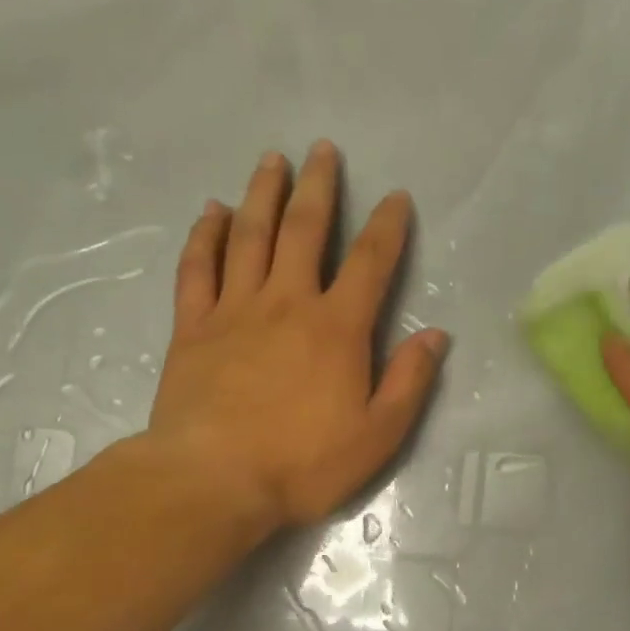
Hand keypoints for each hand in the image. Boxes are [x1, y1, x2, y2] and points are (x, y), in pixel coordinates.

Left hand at [146, 141, 448, 532]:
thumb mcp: (377, 435)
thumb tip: (436, 335)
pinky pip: (198, 268)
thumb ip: (409, 382)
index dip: (387, 226)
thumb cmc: (302, 463)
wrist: (212, 481)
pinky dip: (205, 235)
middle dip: (318, 187)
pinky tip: (212, 212)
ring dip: (263, 194)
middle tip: (322, 149)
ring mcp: (234, 310)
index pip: (370, 263)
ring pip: (250, 236)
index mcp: (337, 328)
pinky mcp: (193, 327)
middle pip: (304, 230)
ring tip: (272, 160)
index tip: (395, 197)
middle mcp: (287, 303)